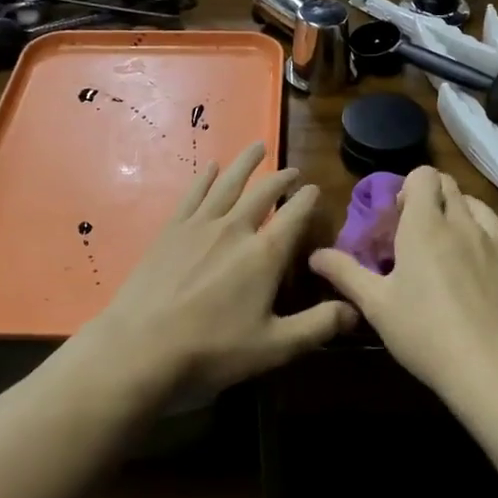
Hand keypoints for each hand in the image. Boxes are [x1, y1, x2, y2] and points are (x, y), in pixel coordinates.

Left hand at [77, 143, 355, 403]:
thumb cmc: (212, 350)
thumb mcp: (274, 347)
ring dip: (245, 164)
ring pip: (228, 184)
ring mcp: (199, 226)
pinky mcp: (171, 230)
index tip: (316, 189)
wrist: (142, 346)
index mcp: (264, 254)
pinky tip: (210, 168)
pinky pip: (193, 194)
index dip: (308, 200)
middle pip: (263, 193)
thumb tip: (355, 311)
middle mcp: (235, 229)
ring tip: (257, 147)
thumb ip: (317, 326)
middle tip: (292, 171)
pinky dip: (205, 178)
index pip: (295, 215)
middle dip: (281, 179)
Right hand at [310, 167, 497, 399]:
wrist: (493, 368)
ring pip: (480, 207)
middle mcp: (464, 224)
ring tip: (452, 246)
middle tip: (418, 233)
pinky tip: (484, 268)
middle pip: (450, 186)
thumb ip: (345, 273)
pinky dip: (491, 243)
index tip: (399, 216)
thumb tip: (315, 254)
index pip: (423, 175)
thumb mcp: (376, 306)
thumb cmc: (425, 333)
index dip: (409, 187)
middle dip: (432, 198)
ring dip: (463, 215)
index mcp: (425, 226)